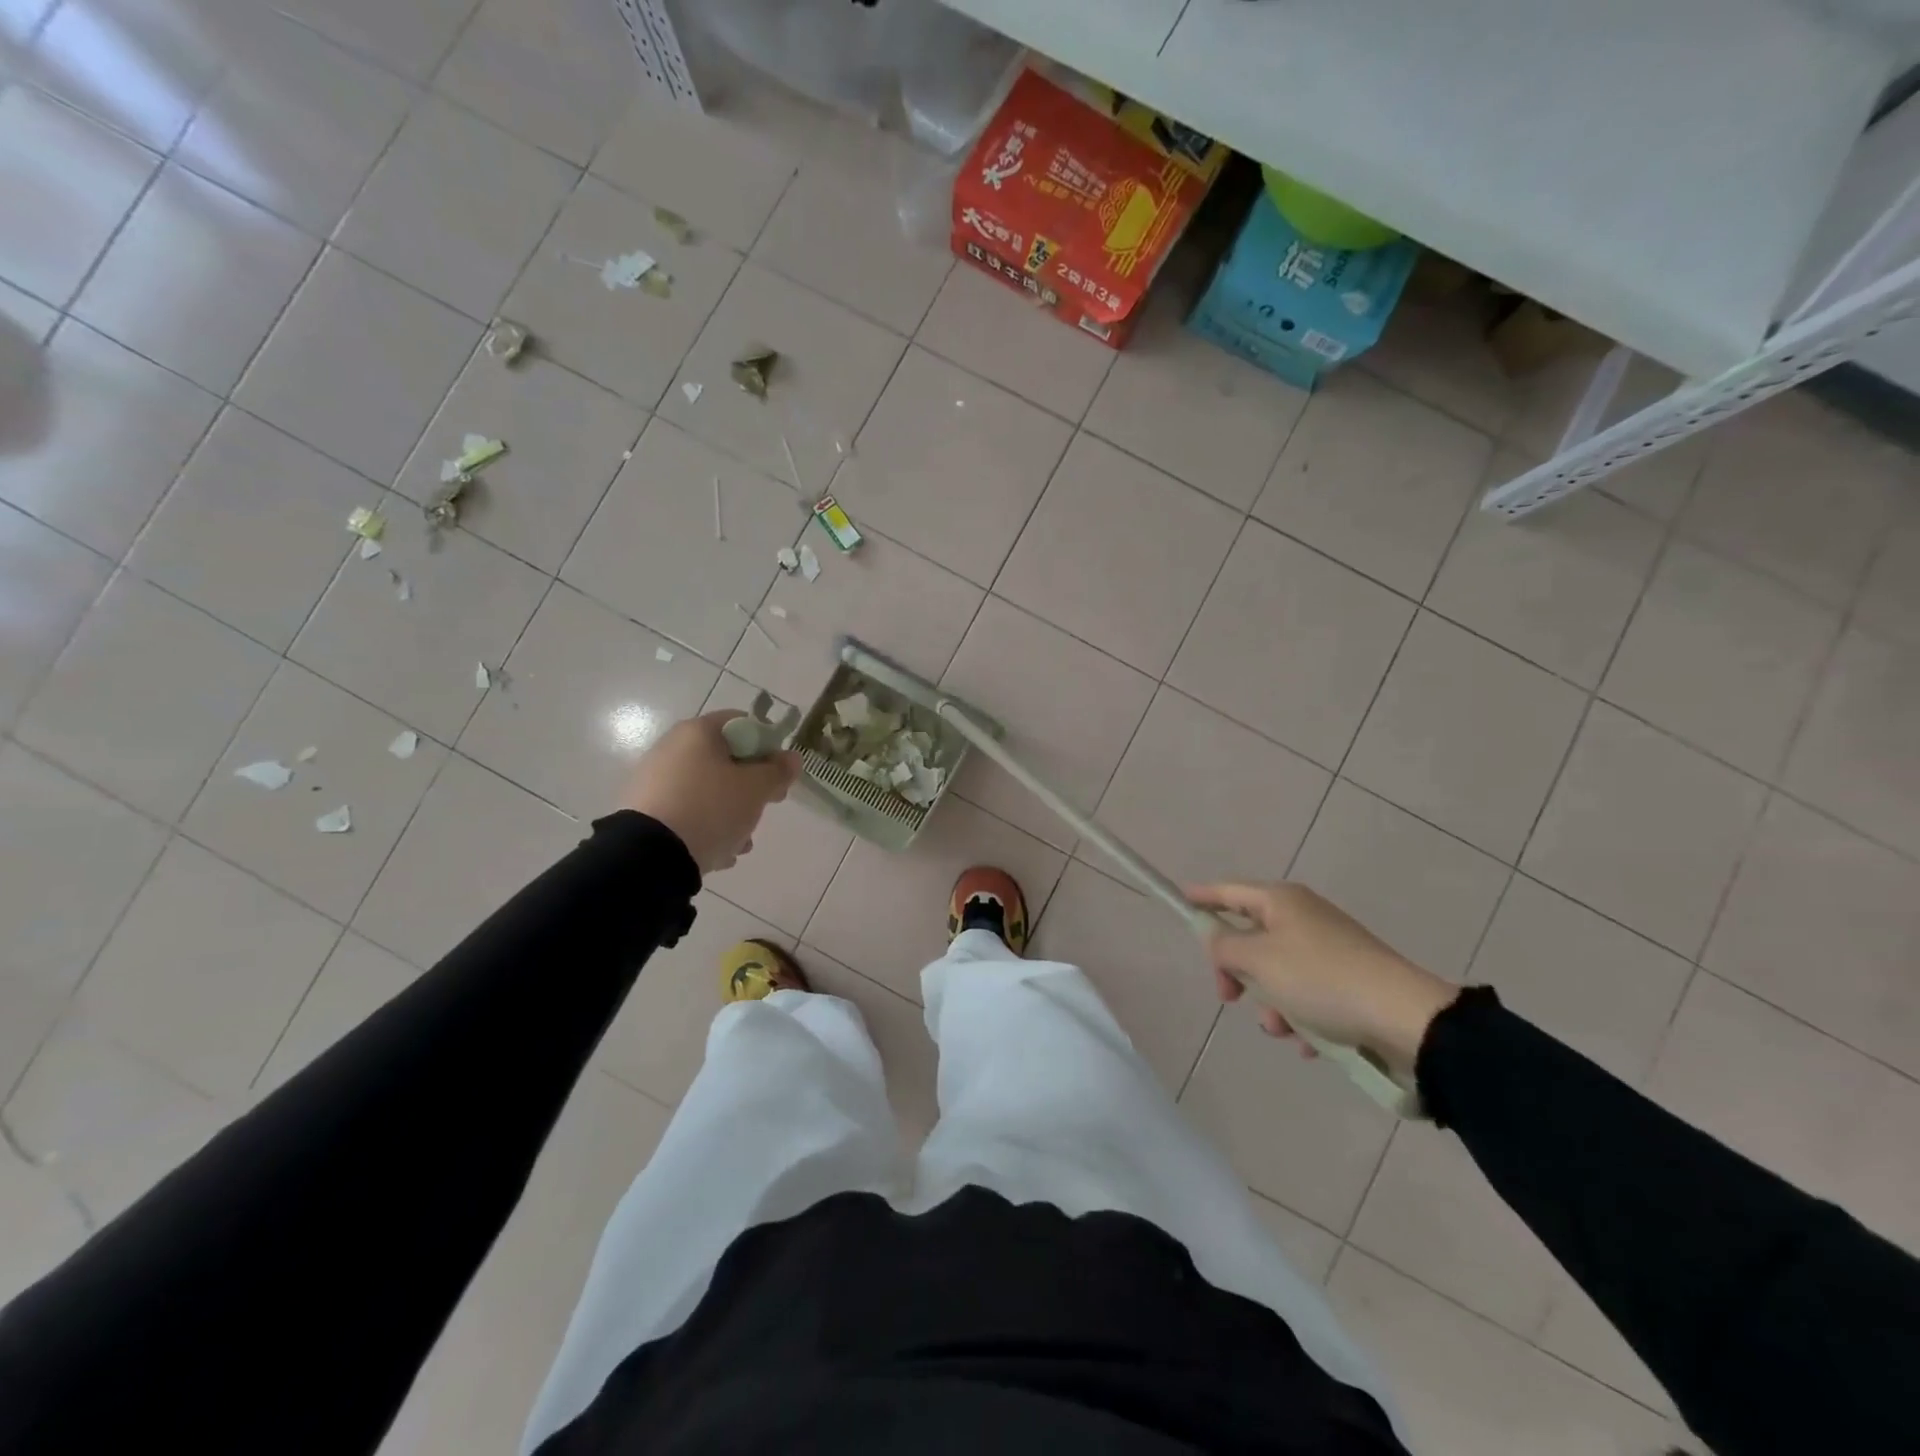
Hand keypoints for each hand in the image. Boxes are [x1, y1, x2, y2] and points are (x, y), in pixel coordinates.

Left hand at [622, 712, 799, 874]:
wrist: (650, 856)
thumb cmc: (711, 808)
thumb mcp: (756, 789)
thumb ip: (778, 771)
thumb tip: (791, 757)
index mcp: (698, 732)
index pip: (743, 724)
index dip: (767, 746)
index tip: (778, 775)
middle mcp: (672, 748)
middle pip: (725, 760)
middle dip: (750, 787)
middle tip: (765, 807)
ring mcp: (654, 780)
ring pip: (708, 790)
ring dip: (731, 813)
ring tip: (741, 842)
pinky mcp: (644, 811)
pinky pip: (687, 812)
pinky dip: (705, 827)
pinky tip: (717, 851)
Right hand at [1187, 881, 1458, 1076]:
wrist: (1404, 1017)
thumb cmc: (1320, 979)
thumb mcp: (1258, 959)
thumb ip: (1224, 946)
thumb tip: (1214, 936)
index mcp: (1281, 901)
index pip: (1229, 891)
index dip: (1202, 896)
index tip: (1180, 900)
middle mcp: (1304, 918)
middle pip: (1251, 937)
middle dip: (1237, 971)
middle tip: (1228, 996)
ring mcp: (1329, 949)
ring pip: (1278, 973)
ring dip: (1271, 1003)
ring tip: (1283, 1028)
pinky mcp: (1350, 981)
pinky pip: (1309, 997)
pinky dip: (1302, 1018)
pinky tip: (1310, 1042)